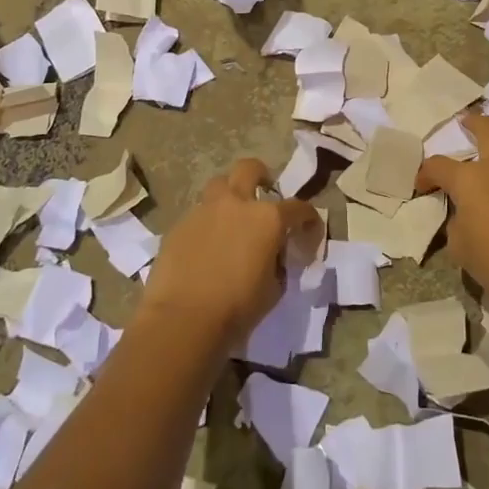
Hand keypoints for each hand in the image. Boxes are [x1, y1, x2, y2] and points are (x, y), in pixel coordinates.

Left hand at [140, 158, 321, 351]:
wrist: (183, 319)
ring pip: (219, 185)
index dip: (309, 219)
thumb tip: (274, 255)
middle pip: (250, 169)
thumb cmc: (237, 308)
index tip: (309, 231)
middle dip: (261, 176)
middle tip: (264, 192)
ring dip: (229, 194)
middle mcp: (236, 204)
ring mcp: (204, 210)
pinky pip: (198, 214)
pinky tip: (206, 246)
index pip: (299, 208)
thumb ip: (278, 263)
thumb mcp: (274, 289)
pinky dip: (207, 222)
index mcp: (268, 219)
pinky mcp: (179, 224)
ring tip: (231, 217)